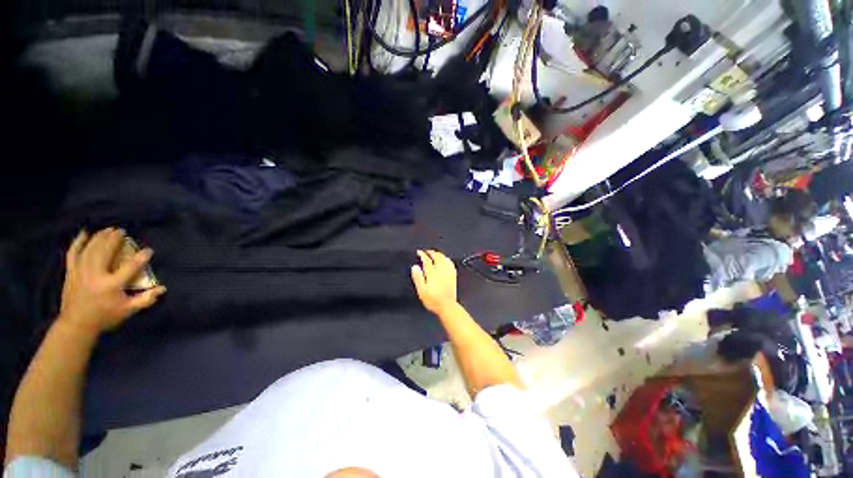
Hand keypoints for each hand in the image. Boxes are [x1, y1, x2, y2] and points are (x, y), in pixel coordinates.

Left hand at [59, 228, 165, 334]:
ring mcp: (81, 272)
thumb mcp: (128, 311)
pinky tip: (84, 233)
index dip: (141, 257)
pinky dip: (78, 242)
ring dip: (100, 237)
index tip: (148, 250)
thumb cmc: (105, 317)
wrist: (76, 325)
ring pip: (90, 249)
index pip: (130, 267)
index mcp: (111, 284)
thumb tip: (162, 289)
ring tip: (108, 229)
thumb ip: (146, 299)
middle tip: (122, 231)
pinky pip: (73, 253)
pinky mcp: (72, 272)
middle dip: (114, 239)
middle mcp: (95, 274)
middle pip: (106, 251)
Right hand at [411, 250, 457, 314]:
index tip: (419, 252)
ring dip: (438, 254)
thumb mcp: (421, 291)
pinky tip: (445, 259)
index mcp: (432, 273)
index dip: (422, 254)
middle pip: (436, 256)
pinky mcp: (453, 275)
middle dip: (430, 252)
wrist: (447, 306)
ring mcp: (448, 272)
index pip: (427, 260)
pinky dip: (446, 258)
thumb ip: (418, 278)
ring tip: (434, 253)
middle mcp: (441, 270)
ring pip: (444, 258)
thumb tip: (415, 267)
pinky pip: (450, 263)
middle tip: (426, 251)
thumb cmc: (433, 300)